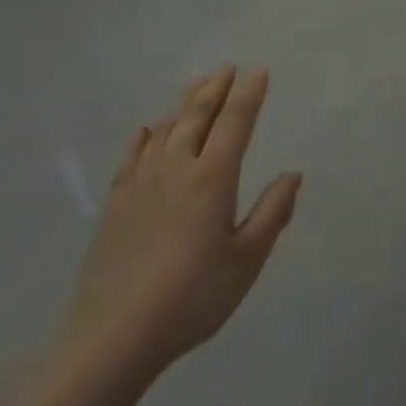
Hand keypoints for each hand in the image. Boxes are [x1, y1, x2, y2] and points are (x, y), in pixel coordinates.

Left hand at [62, 66, 300, 382]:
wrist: (113, 338)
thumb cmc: (193, 297)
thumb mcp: (247, 260)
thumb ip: (272, 213)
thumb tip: (292, 174)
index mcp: (212, 179)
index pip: (235, 123)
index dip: (249, 95)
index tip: (259, 71)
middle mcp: (175, 170)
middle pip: (196, 117)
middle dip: (214, 89)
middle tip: (226, 68)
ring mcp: (139, 185)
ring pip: (164, 130)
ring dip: (183, 105)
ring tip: (196, 88)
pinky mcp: (114, 205)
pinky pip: (132, 156)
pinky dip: (144, 136)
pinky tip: (147, 130)